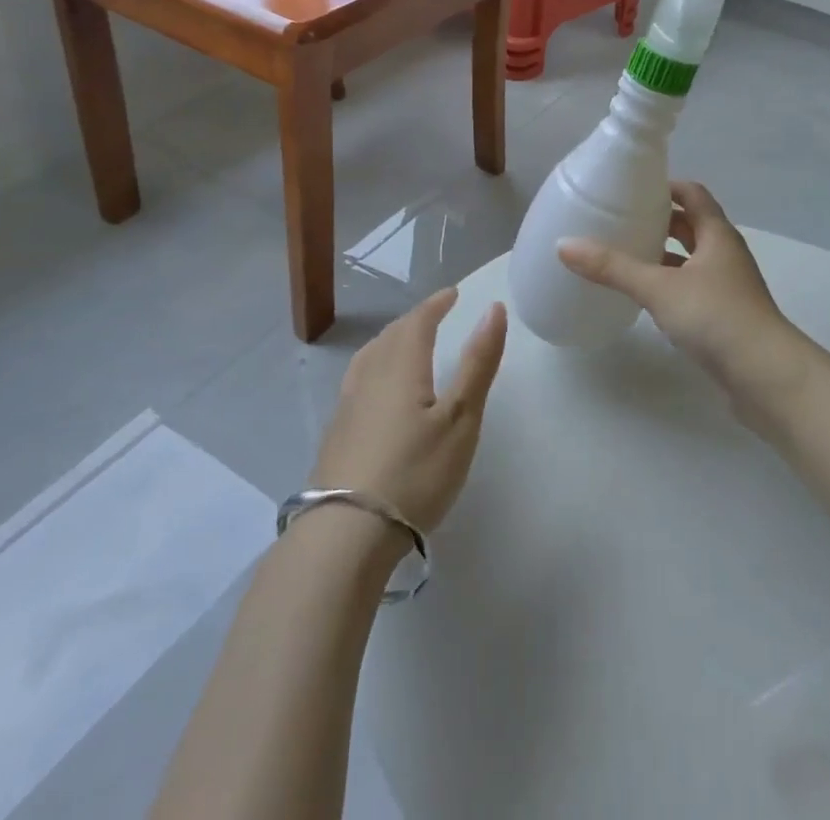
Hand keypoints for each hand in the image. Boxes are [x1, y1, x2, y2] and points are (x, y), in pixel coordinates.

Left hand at [309, 288, 506, 534]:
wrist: (345, 534)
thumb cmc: (414, 472)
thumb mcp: (460, 419)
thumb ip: (478, 363)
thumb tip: (493, 308)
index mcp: (401, 366)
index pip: (418, 321)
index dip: (436, 304)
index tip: (452, 294)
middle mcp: (369, 376)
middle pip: (391, 336)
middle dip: (414, 321)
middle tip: (434, 316)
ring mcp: (347, 406)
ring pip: (370, 358)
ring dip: (391, 342)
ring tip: (405, 345)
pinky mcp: (336, 435)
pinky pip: (358, 381)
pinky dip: (375, 368)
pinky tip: (378, 392)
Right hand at [558, 182, 813, 418]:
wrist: (765, 376)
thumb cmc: (715, 317)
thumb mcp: (658, 287)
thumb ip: (612, 267)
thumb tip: (564, 245)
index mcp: (717, 234)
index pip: (693, 194)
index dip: (666, 187)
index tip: (633, 188)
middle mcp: (725, 254)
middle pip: (692, 225)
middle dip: (660, 221)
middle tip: (621, 220)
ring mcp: (728, 287)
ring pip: (691, 259)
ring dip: (664, 254)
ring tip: (626, 255)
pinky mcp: (725, 317)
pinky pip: (692, 288)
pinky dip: (670, 285)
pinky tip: (646, 297)